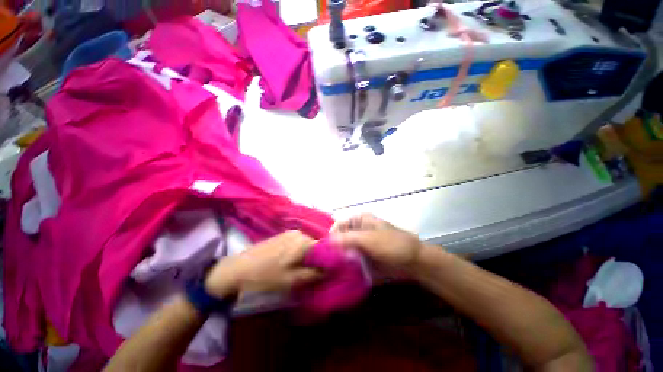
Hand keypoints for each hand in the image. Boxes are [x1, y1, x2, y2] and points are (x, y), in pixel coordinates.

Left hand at [204, 231, 321, 297]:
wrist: (237, 269)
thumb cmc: (266, 276)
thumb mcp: (292, 280)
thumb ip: (314, 274)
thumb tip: (329, 270)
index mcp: (303, 242)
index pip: (324, 247)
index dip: (327, 259)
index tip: (326, 271)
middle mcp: (299, 233)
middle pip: (315, 245)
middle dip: (316, 258)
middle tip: (311, 273)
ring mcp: (290, 232)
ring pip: (307, 244)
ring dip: (307, 255)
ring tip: (300, 269)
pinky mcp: (282, 235)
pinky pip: (298, 242)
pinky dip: (299, 252)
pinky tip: (290, 262)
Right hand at [330, 214, 424, 270]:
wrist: (414, 262)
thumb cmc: (392, 244)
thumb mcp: (369, 239)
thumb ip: (348, 239)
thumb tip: (326, 242)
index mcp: (358, 220)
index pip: (337, 225)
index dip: (330, 236)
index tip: (323, 251)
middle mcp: (356, 230)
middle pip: (338, 238)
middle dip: (332, 250)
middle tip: (324, 264)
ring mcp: (359, 244)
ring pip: (342, 250)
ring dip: (336, 259)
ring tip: (328, 271)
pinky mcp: (362, 257)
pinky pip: (349, 260)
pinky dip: (344, 266)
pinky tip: (338, 275)